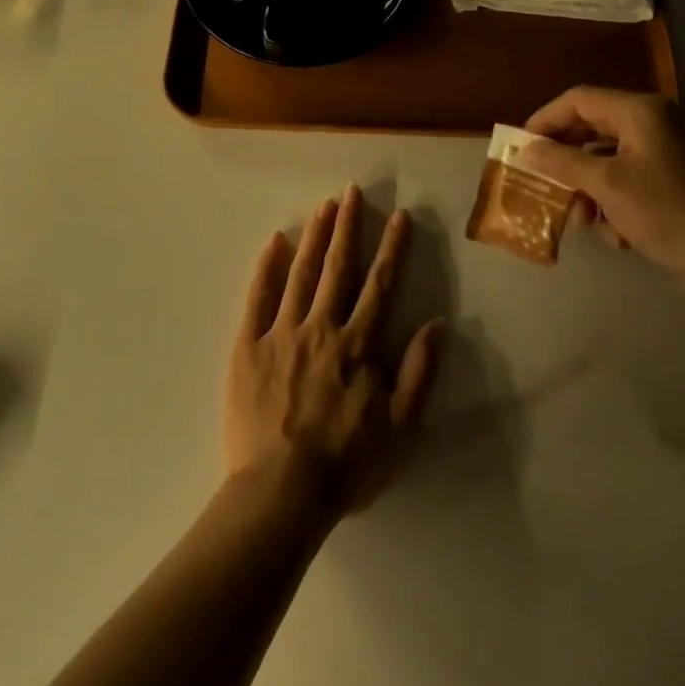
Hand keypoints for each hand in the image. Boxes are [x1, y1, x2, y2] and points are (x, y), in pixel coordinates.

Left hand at [226, 185, 444, 516]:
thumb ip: (418, 373)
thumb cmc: (345, 465)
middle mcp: (321, 328)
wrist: (280, 494)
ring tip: (323, 205)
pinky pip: (257, 299)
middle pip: (337, 267)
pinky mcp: (247, 346)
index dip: (391, 248)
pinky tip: (274, 241)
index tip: (398, 215)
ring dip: (314, 236)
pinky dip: (266, 268)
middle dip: (347, 227)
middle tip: (352, 191)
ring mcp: (281, 333)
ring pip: (300, 274)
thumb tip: (436, 324)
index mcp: (357, 346)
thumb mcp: (400, 429)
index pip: (379, 285)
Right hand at [519, 87, 684, 300]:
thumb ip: (561, 161)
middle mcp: (650, 122)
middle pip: (590, 128)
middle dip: (565, 161)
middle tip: (540, 179)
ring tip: (580, 220)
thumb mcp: (605, 185)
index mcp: (639, 112)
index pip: (578, 100)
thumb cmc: (663, 210)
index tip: (522, 145)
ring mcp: (661, 151)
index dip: (546, 119)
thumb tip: (526, 149)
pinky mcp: (667, 178)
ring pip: (604, 158)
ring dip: (586, 189)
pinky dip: (611, 202)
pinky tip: (615, 234)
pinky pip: (624, 178)